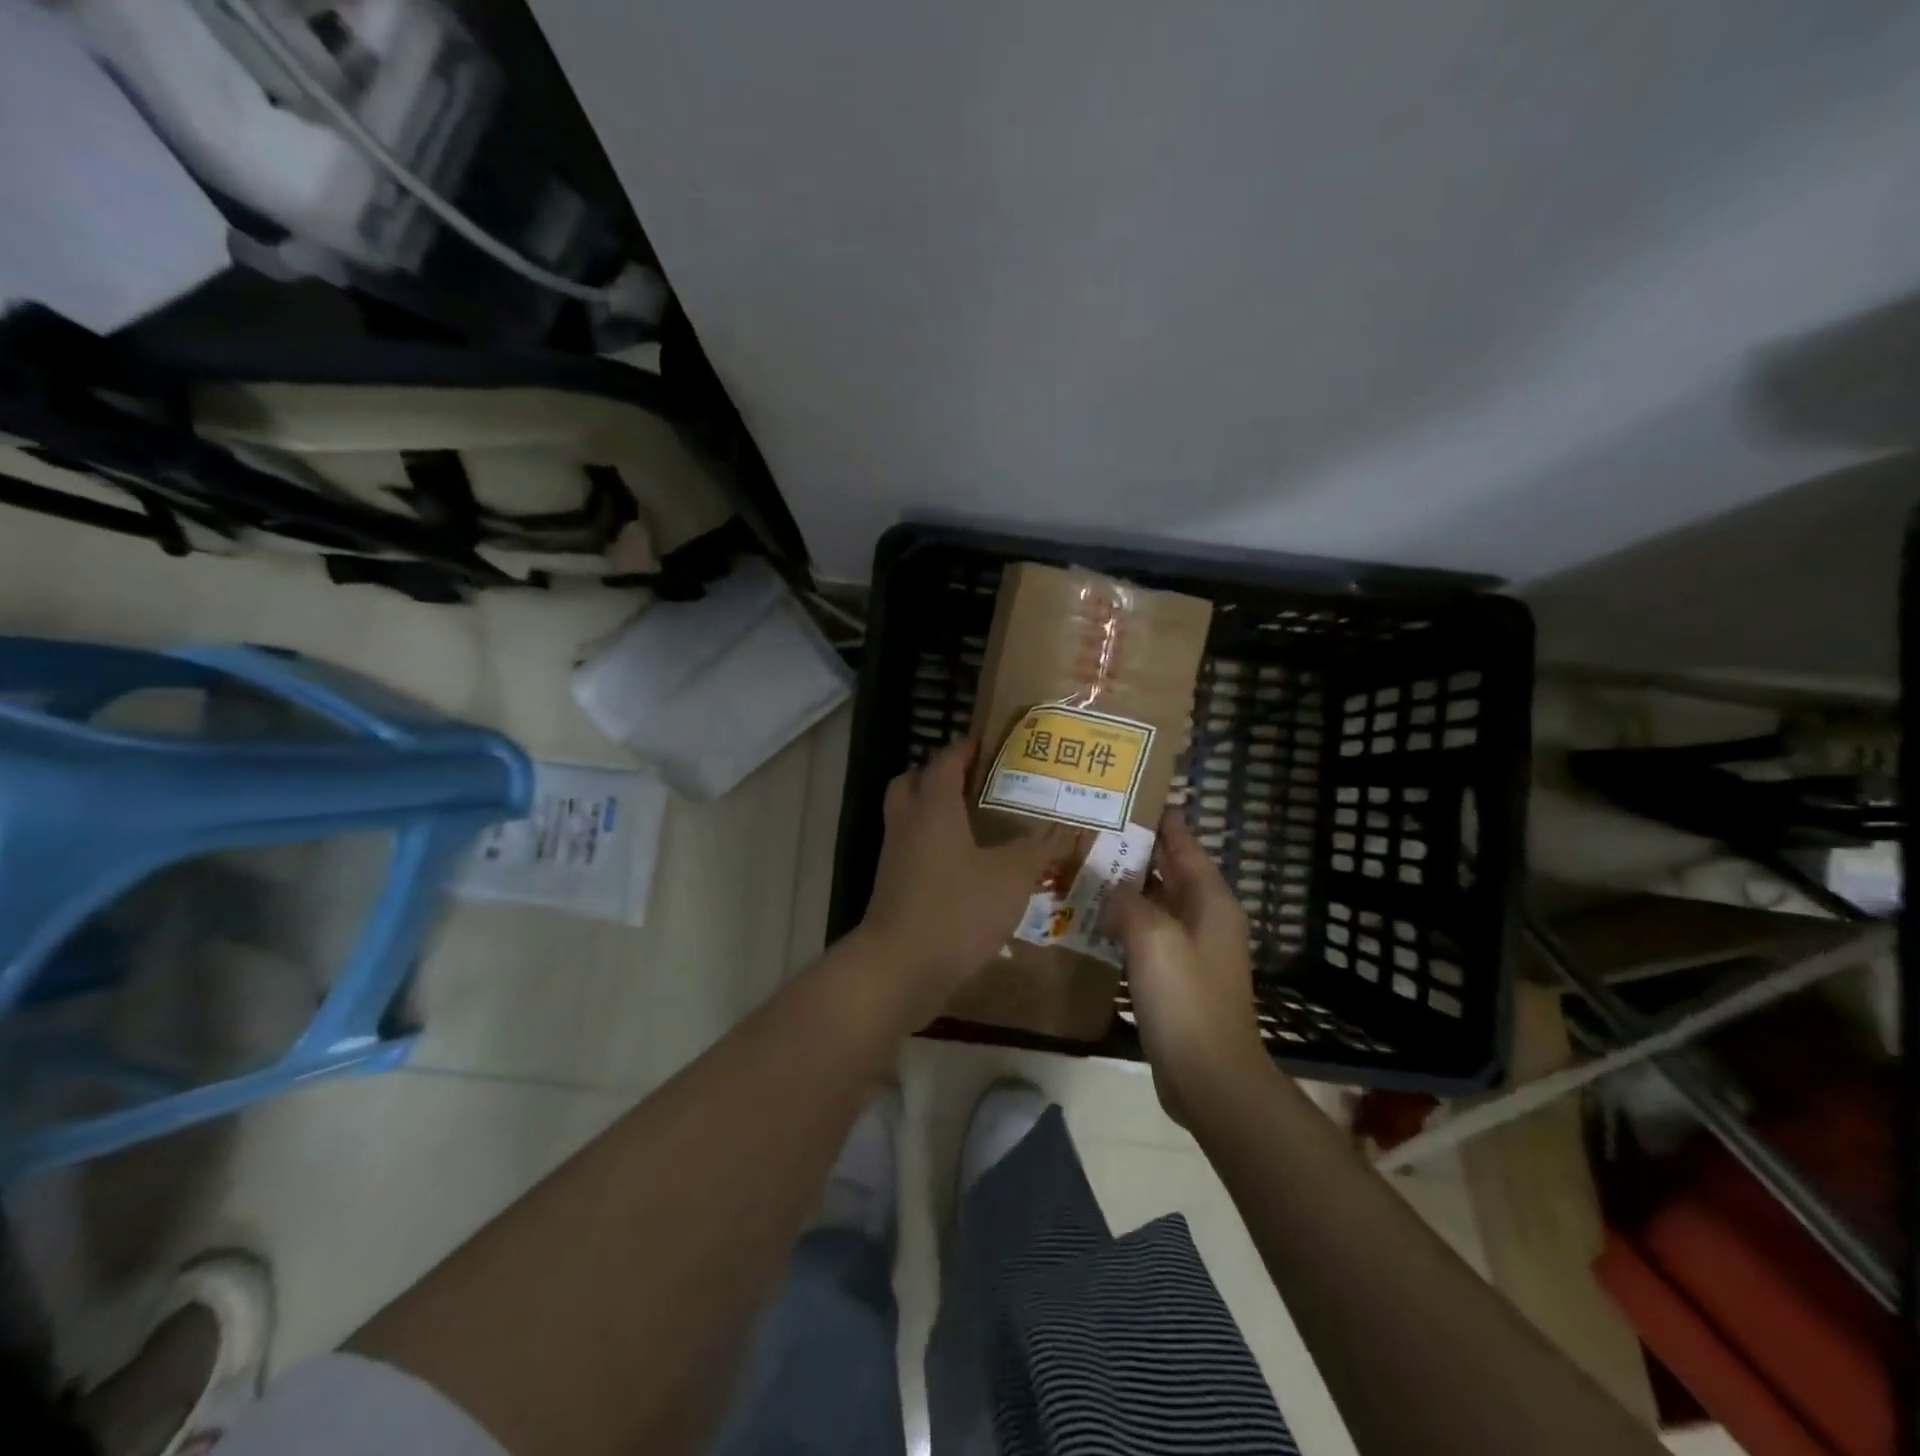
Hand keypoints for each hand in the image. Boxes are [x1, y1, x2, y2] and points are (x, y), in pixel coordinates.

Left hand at [858, 740, 1070, 1025]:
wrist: (899, 968)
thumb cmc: (957, 909)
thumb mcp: (1010, 877)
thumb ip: (1038, 850)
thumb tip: (1066, 829)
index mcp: (934, 808)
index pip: (945, 761)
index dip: (965, 748)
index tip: (988, 743)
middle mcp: (908, 824)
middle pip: (913, 782)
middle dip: (939, 775)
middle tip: (975, 782)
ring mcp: (895, 857)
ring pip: (909, 818)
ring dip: (934, 813)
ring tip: (975, 825)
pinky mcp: (893, 888)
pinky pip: (912, 852)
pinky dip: (933, 848)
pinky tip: (965, 868)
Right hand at [1105, 809, 1267, 1120]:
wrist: (1209, 1077)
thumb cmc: (1186, 999)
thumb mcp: (1153, 938)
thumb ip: (1129, 902)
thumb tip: (1113, 889)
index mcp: (1210, 900)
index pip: (1185, 844)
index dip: (1162, 819)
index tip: (1133, 795)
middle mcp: (1206, 917)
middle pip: (1170, 871)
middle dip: (1138, 849)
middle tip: (1096, 828)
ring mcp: (1193, 949)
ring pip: (1157, 903)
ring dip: (1128, 886)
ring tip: (1088, 867)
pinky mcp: (1178, 977)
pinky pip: (1149, 934)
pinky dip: (1126, 921)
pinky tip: (1096, 919)